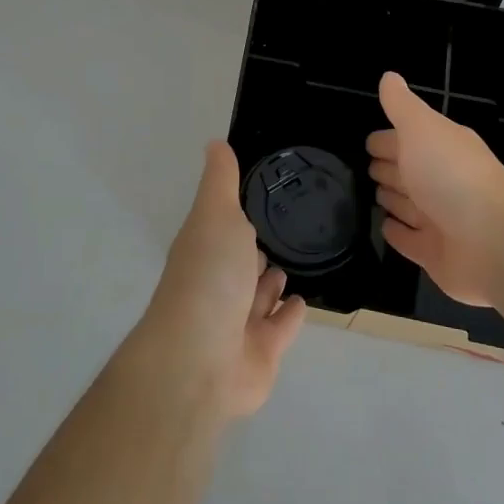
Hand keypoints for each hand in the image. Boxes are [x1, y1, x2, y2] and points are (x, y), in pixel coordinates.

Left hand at [140, 142, 307, 418]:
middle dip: (255, 250)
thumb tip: (214, 142)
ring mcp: (238, 323)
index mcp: (203, 250)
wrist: (201, 362)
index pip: (222, 226)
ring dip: (271, 282)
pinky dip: (289, 315)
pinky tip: (302, 301)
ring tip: (290, 264)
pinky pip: (279, 328)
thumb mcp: (216, 215)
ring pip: (258, 296)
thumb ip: (221, 181)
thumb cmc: (209, 277)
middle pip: (239, 263)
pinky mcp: (261, 354)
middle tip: (281, 233)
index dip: (236, 214)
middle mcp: (217, 285)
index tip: (260, 195)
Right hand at [367, 71, 503, 305]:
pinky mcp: (436, 253)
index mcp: (442, 148)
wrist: (494, 242)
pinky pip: (410, 240)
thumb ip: (402, 105)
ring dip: (392, 199)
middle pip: (409, 171)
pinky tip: (384, 226)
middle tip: (364, 170)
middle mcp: (443, 181)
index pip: (408, 139)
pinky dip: (397, 233)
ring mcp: (440, 219)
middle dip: (389, 167)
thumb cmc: (452, 176)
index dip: (387, 139)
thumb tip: (389, 76)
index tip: (366, 144)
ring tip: (372, 196)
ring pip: (409, 205)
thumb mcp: (422, 128)